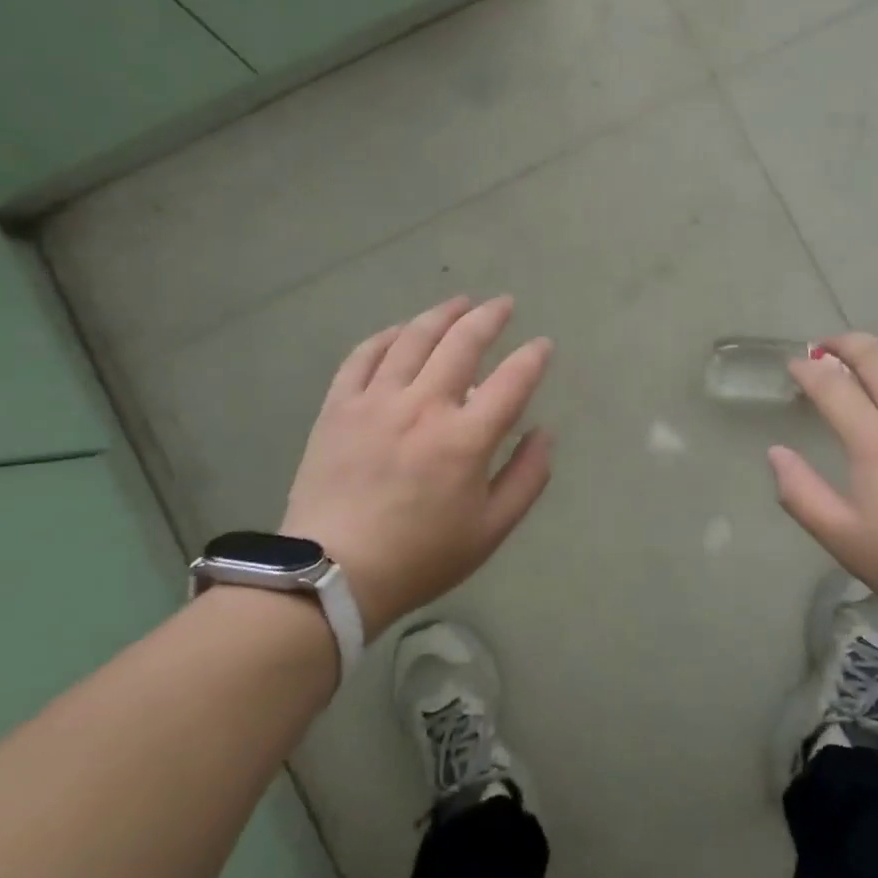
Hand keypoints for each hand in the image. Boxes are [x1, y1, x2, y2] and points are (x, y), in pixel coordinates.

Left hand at [281, 296, 553, 640]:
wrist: (333, 575)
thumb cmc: (420, 557)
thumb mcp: (490, 530)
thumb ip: (527, 477)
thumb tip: (544, 432)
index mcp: (465, 439)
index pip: (512, 381)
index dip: (533, 357)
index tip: (542, 346)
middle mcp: (423, 407)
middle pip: (462, 343)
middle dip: (489, 317)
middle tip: (504, 304)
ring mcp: (376, 401)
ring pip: (413, 339)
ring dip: (441, 315)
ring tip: (459, 302)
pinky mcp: (339, 407)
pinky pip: (363, 356)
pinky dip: (386, 336)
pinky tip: (401, 330)